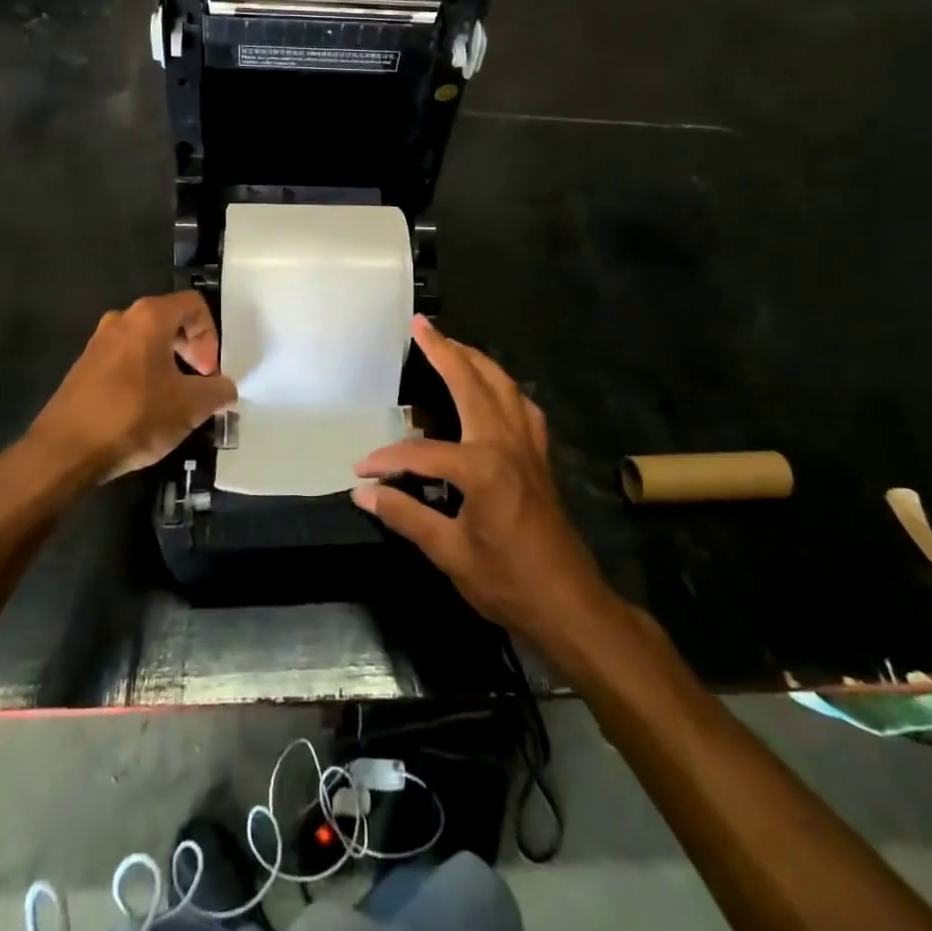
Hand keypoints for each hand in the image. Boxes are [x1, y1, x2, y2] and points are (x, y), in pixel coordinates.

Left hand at [25, 291, 235, 484]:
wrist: (65, 451)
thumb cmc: (134, 416)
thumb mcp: (190, 406)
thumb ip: (217, 391)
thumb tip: (226, 389)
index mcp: (150, 317)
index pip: (194, 305)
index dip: (211, 336)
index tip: (210, 371)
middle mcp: (122, 320)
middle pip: (169, 320)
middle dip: (191, 349)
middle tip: (200, 382)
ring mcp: (98, 343)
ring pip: (146, 342)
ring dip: (168, 364)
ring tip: (176, 399)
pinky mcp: (83, 368)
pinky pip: (125, 360)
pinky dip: (144, 375)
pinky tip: (146, 409)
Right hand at [354, 316, 610, 645]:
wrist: (571, 605)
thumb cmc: (508, 582)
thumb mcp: (450, 553)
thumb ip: (406, 516)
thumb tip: (364, 492)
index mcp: (483, 466)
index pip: (421, 452)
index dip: (387, 460)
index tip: (360, 471)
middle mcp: (507, 443)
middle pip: (472, 383)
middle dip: (444, 350)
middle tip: (420, 324)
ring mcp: (528, 446)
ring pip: (503, 385)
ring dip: (476, 360)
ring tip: (451, 344)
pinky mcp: (540, 457)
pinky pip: (522, 407)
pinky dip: (504, 388)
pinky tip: (493, 391)